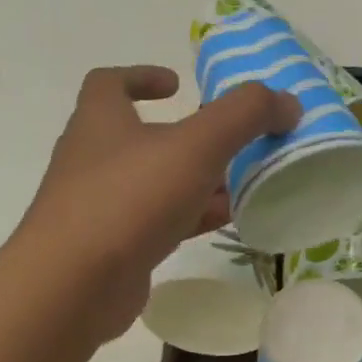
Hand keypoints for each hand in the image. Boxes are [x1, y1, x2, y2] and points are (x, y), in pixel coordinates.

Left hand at [9, 66, 297, 347]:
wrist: (74, 285)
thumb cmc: (129, 198)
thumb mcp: (197, 145)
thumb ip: (245, 115)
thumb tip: (287, 102)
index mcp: (100, 120)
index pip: (109, 83)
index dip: (142, 76)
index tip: (178, 84)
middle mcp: (93, 158)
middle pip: (142, 136)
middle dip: (187, 137)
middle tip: (231, 141)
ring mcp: (99, 206)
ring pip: (155, 183)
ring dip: (195, 180)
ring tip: (241, 183)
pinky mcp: (112, 248)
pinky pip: (157, 223)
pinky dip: (191, 217)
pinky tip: (226, 223)